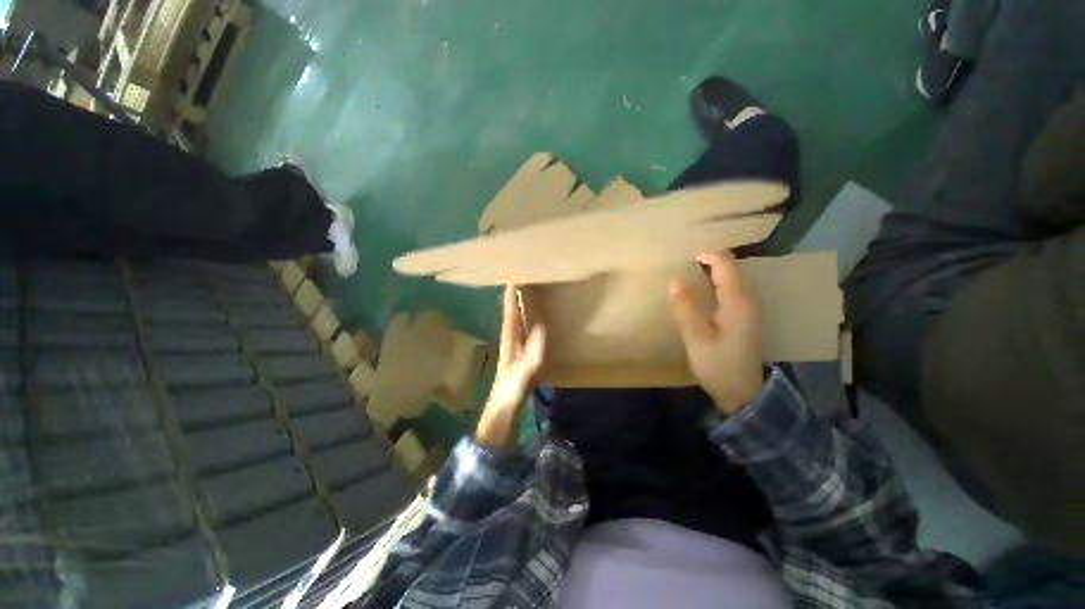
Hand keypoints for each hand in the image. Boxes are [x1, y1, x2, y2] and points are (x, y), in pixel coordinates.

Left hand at [476, 285, 546, 448]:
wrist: (503, 410)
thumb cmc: (510, 392)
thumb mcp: (522, 374)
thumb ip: (532, 353)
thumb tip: (542, 326)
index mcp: (509, 338)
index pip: (511, 310)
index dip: (512, 293)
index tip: (514, 273)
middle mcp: (512, 337)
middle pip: (514, 309)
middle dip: (518, 293)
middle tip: (526, 274)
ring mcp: (517, 345)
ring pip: (520, 317)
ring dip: (524, 303)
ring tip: (533, 287)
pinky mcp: (523, 352)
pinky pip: (528, 328)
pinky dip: (532, 318)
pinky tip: (539, 315)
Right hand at [669, 252, 764, 414]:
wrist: (744, 394)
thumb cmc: (718, 366)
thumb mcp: (697, 338)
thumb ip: (686, 308)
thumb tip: (674, 280)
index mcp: (737, 302)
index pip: (726, 265)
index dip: (706, 255)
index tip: (684, 257)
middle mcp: (748, 300)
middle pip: (731, 269)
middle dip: (708, 262)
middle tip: (683, 264)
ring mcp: (749, 309)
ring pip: (732, 279)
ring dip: (712, 273)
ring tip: (688, 274)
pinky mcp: (745, 318)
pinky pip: (732, 291)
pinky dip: (716, 284)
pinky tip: (702, 293)